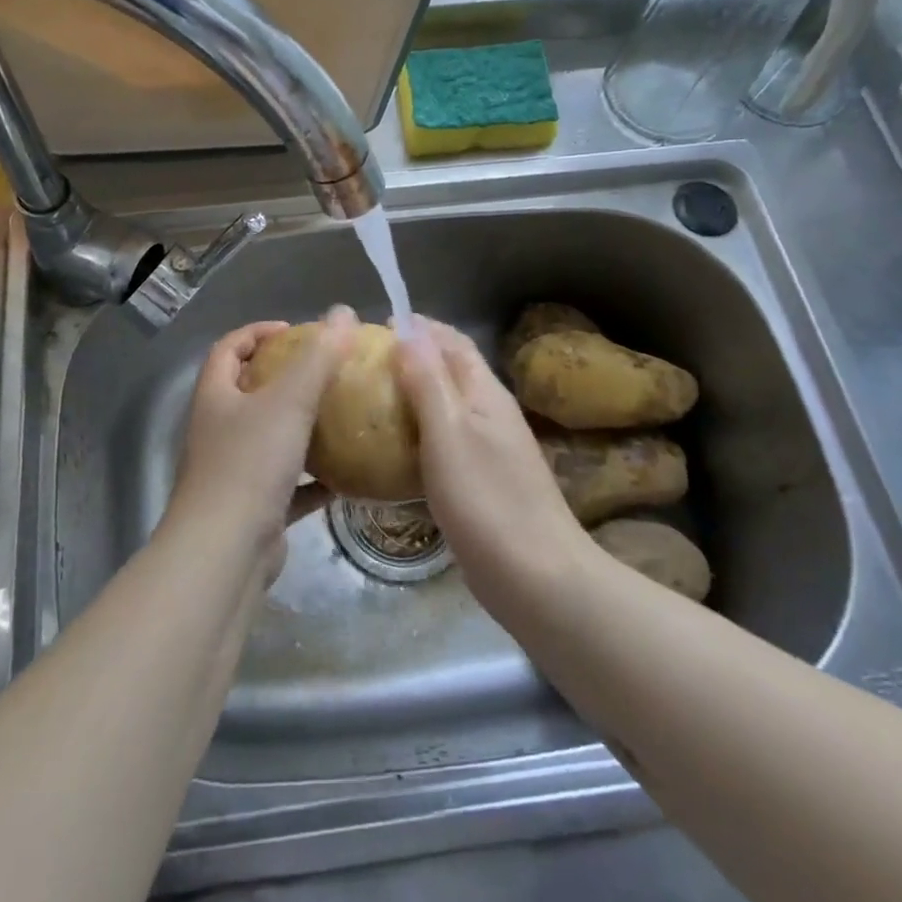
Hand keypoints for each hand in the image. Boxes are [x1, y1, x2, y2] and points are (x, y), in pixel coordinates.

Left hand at [163, 307, 358, 581]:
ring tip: (341, 416)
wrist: (225, 552)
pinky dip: (313, 478)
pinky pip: (288, 484)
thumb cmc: (249, 465)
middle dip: (285, 378)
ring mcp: (233, 471)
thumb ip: (318, 357)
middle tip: (326, 372)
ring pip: (269, 438)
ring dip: (301, 427)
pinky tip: (346, 476)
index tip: (295, 330)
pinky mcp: (253, 508)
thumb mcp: (288, 402)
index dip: (257, 332)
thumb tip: (344, 313)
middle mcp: (218, 430)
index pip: (228, 348)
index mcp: (215, 397)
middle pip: (248, 391)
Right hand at [394, 320, 589, 602]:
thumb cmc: (486, 499)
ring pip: (446, 407)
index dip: (420, 327)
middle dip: (413, 357)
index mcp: (484, 393)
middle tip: (365, 362)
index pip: (453, 342)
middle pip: (451, 371)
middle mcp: (490, 413)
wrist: (535, 576)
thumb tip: (408, 333)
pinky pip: (444, 442)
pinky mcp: (482, 482)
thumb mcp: (448, 433)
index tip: (378, 324)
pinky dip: (418, 433)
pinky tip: (393, 450)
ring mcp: (489, 449)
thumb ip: (428, 382)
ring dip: (413, 395)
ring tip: (370, 399)